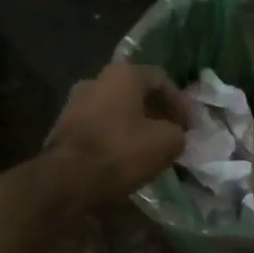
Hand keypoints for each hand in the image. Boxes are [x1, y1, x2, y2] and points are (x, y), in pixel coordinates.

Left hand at [43, 63, 186, 207]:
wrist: (67, 178)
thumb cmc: (121, 152)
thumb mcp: (166, 143)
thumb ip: (178, 133)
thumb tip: (174, 135)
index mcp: (123, 74)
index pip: (161, 79)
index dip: (180, 102)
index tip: (190, 127)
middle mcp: (97, 79)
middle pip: (136, 92)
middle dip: (157, 113)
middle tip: (172, 134)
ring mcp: (75, 101)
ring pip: (116, 109)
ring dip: (135, 124)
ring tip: (150, 146)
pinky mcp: (63, 126)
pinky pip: (99, 125)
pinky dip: (116, 136)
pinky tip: (125, 155)